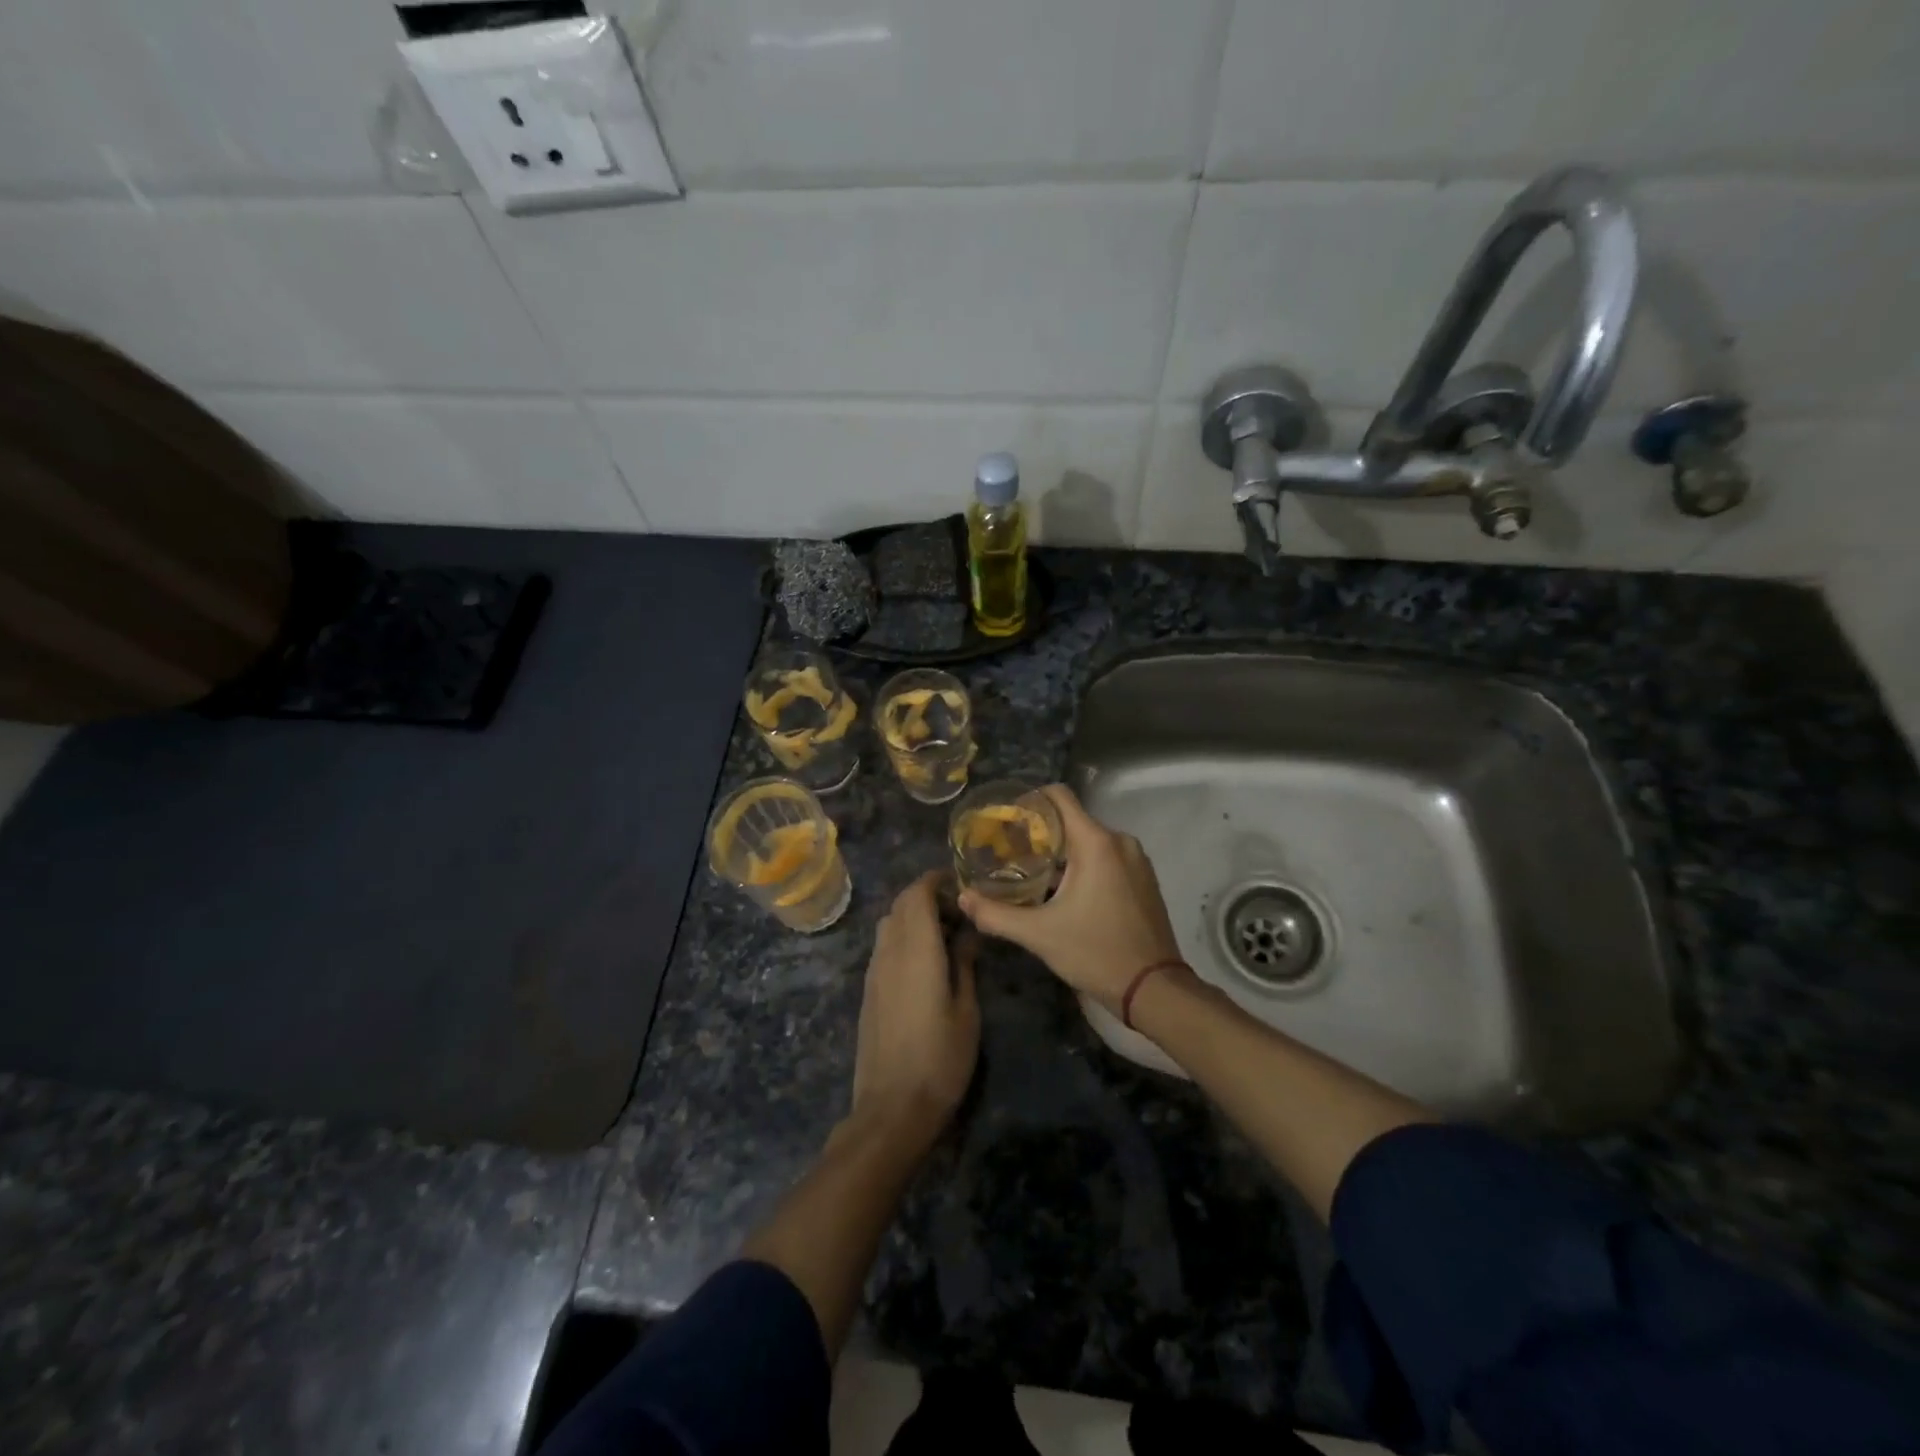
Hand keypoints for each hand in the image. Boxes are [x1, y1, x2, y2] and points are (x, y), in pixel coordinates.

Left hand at [850, 871, 980, 1140]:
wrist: (891, 1108)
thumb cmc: (939, 1060)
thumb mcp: (966, 1012)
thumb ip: (964, 965)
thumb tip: (966, 934)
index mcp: (916, 951)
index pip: (916, 894)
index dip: (935, 880)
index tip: (960, 882)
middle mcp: (889, 952)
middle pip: (900, 904)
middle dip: (926, 896)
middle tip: (959, 911)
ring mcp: (873, 971)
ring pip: (889, 924)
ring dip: (913, 916)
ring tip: (945, 934)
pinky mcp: (868, 990)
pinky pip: (883, 946)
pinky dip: (903, 937)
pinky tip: (925, 961)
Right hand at [957, 785, 1183, 1013]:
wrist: (1154, 989)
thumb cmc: (1095, 953)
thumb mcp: (1039, 935)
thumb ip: (996, 914)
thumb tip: (962, 899)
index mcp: (1096, 843)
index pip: (1059, 796)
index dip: (1030, 800)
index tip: (1006, 819)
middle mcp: (1119, 841)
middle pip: (1072, 820)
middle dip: (1040, 832)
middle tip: (1009, 852)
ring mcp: (1136, 860)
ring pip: (1089, 841)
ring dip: (1061, 852)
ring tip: (1031, 872)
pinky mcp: (1144, 879)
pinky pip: (1107, 857)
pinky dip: (1084, 865)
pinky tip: (1063, 890)